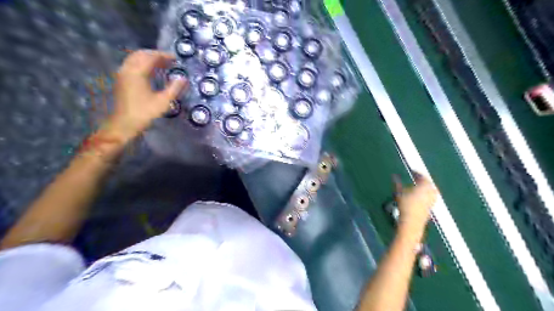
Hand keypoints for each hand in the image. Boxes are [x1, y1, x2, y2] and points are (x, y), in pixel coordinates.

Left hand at [104, 50, 187, 140]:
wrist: (124, 123)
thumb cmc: (145, 113)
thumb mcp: (163, 101)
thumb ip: (174, 88)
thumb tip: (183, 78)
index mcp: (137, 72)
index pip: (151, 57)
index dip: (164, 56)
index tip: (175, 58)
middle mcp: (127, 69)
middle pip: (141, 54)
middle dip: (156, 55)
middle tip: (169, 60)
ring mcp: (122, 74)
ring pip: (135, 59)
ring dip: (148, 59)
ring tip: (162, 64)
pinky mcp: (121, 80)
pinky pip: (132, 65)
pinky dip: (142, 64)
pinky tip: (151, 71)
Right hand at [396, 173, 439, 236]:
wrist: (412, 222)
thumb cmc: (404, 206)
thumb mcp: (399, 193)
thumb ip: (397, 183)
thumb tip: (394, 175)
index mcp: (424, 185)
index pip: (422, 176)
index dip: (417, 173)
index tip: (412, 171)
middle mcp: (431, 190)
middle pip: (428, 182)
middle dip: (422, 179)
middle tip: (416, 177)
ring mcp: (433, 198)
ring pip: (431, 189)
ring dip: (425, 186)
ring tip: (418, 185)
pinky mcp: (432, 205)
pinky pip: (431, 195)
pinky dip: (426, 193)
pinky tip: (420, 195)